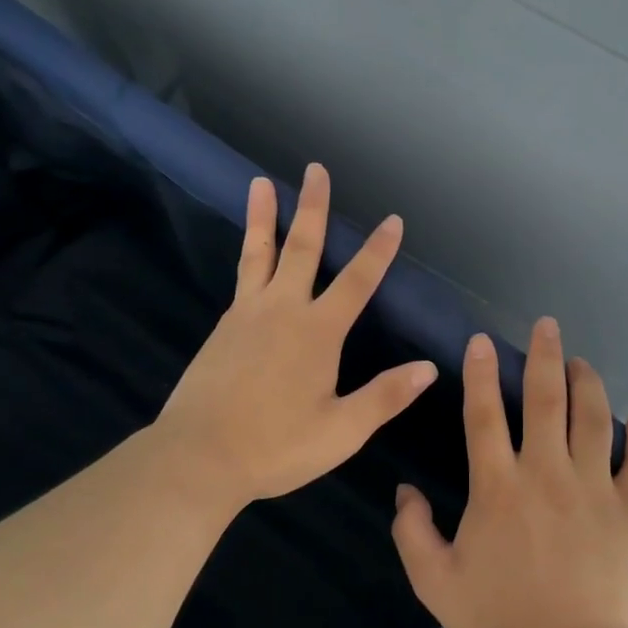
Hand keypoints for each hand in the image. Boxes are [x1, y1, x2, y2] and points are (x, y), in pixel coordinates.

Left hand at [155, 163, 439, 509]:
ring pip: (259, 255)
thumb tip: (428, 368)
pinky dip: (250, 257)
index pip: (356, 281)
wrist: (198, 457)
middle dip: (313, 207)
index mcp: (317, 333)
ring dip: (264, 217)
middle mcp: (282, 311)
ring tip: (260, 184)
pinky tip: (252, 258)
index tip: (392, 220)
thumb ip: (385, 396)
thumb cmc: (276, 447)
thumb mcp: (341, 430)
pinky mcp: (222, 329)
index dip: (378, 251)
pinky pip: (242, 281)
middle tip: (315, 170)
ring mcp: (246, 316)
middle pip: (301, 248)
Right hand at [392, 317, 627, 627]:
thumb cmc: (498, 621)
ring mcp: (593, 489)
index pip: (483, 413)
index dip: (480, 372)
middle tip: (548, 325)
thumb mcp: (434, 581)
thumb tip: (405, 491)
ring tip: (582, 362)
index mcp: (497, 486)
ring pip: (594, 418)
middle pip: (546, 399)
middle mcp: (546, 473)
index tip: (482, 341)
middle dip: (545, 355)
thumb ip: (412, 530)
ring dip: (589, 383)